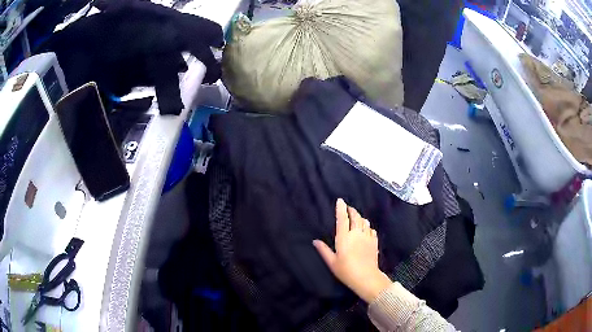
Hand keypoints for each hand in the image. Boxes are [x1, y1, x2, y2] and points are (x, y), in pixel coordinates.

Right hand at [313, 199, 392, 302]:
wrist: (366, 277)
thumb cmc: (346, 270)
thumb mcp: (332, 262)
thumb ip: (323, 250)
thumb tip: (315, 241)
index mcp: (344, 237)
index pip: (342, 219)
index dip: (341, 209)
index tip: (340, 200)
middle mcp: (356, 234)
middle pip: (355, 217)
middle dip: (352, 210)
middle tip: (349, 208)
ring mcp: (367, 237)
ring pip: (365, 222)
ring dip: (360, 217)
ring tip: (357, 217)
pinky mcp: (375, 242)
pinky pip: (372, 230)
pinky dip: (368, 227)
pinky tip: (367, 229)